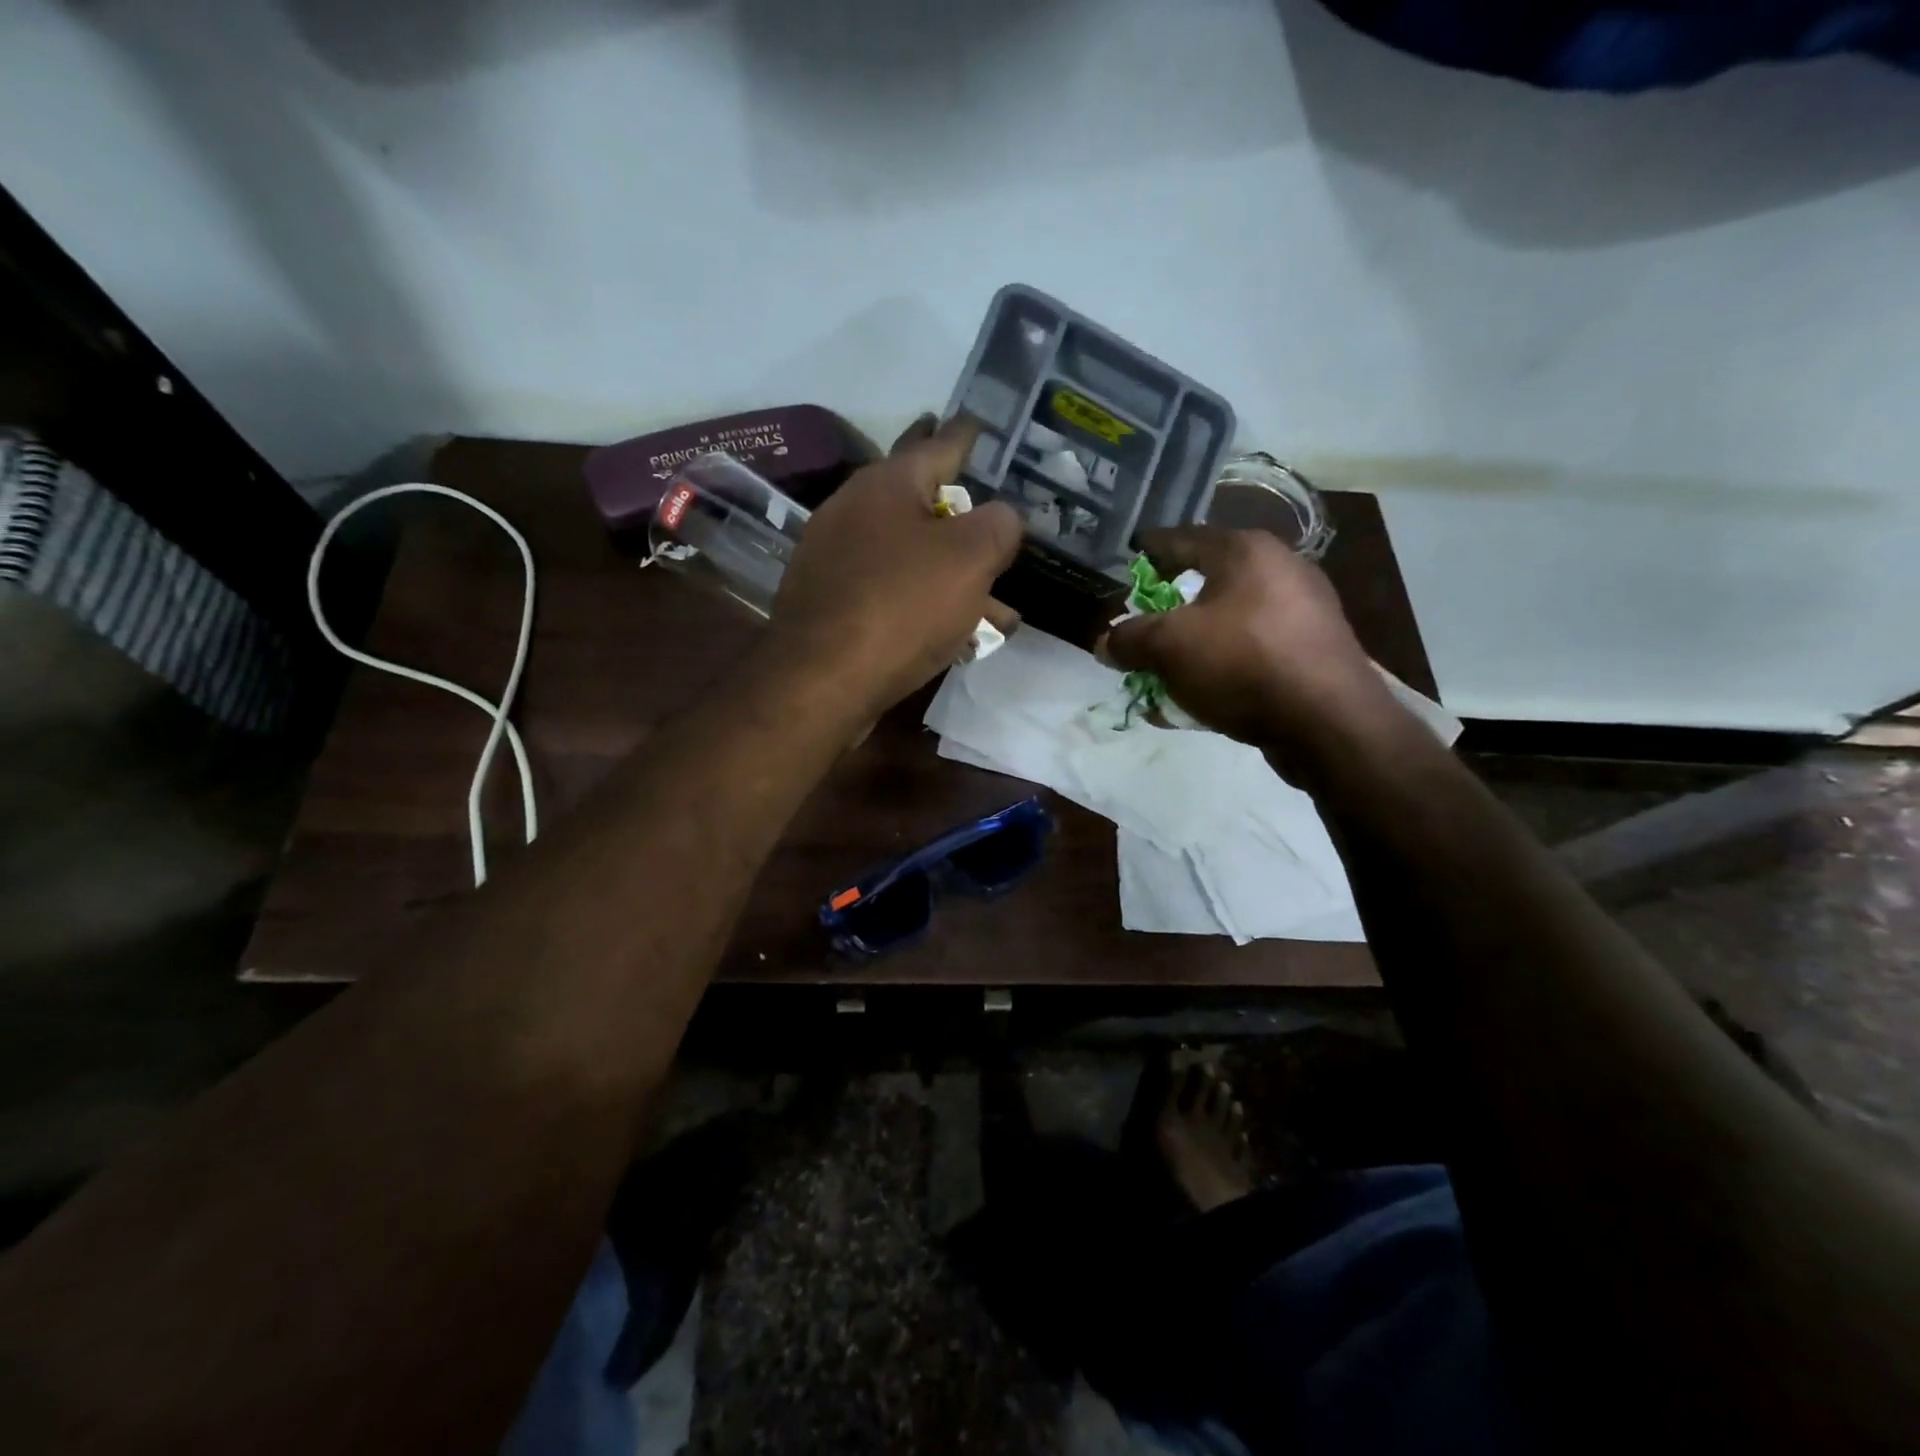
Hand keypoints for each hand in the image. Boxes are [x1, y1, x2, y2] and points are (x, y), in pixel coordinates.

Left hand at [770, 415, 1021, 717]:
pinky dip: (926, 603)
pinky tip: (957, 633)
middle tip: (988, 504)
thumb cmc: (901, 606)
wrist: (821, 681)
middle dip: (960, 509)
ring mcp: (837, 559)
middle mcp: (855, 511)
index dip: (968, 436)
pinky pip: (892, 592)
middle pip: (920, 500)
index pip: (939, 444)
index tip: (982, 424)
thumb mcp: (970, 558)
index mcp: (887, 484)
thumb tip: (1002, 517)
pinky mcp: (832, 604)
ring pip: (910, 555)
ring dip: (953, 574)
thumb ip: (998, 526)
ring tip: (999, 605)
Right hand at [1101, 526, 1397, 765]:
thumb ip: (1130, 640)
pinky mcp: (1313, 652)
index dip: (1151, 549)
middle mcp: (1280, 570)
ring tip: (1166, 668)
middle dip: (1170, 605)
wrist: (1328, 722)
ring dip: (1194, 643)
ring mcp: (1304, 612)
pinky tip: (1198, 697)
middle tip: (1143, 620)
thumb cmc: (1242, 663)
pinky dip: (1221, 667)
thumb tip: (1104, 643)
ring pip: (1230, 621)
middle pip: (1208, 580)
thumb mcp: (1169, 647)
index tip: (1130, 555)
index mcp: (1246, 551)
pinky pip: (1251, 652)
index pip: (1183, 538)